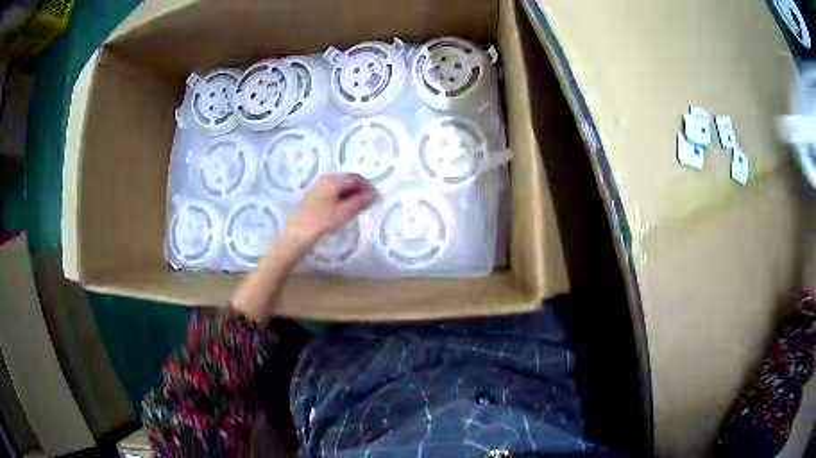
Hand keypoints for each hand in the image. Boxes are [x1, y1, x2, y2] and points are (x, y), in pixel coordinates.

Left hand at [290, 173, 378, 243]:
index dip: (368, 187)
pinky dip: (343, 199)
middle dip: (360, 190)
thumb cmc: (319, 223)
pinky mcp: (314, 197)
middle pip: (347, 181)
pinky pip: (333, 194)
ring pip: (340, 188)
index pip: (355, 178)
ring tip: (360, 209)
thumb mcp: (342, 214)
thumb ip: (359, 203)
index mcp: (331, 180)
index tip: (377, 198)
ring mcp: (318, 188)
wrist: (294, 237)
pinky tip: (346, 210)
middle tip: (370, 204)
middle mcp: (324, 180)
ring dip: (352, 195)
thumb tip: (375, 195)